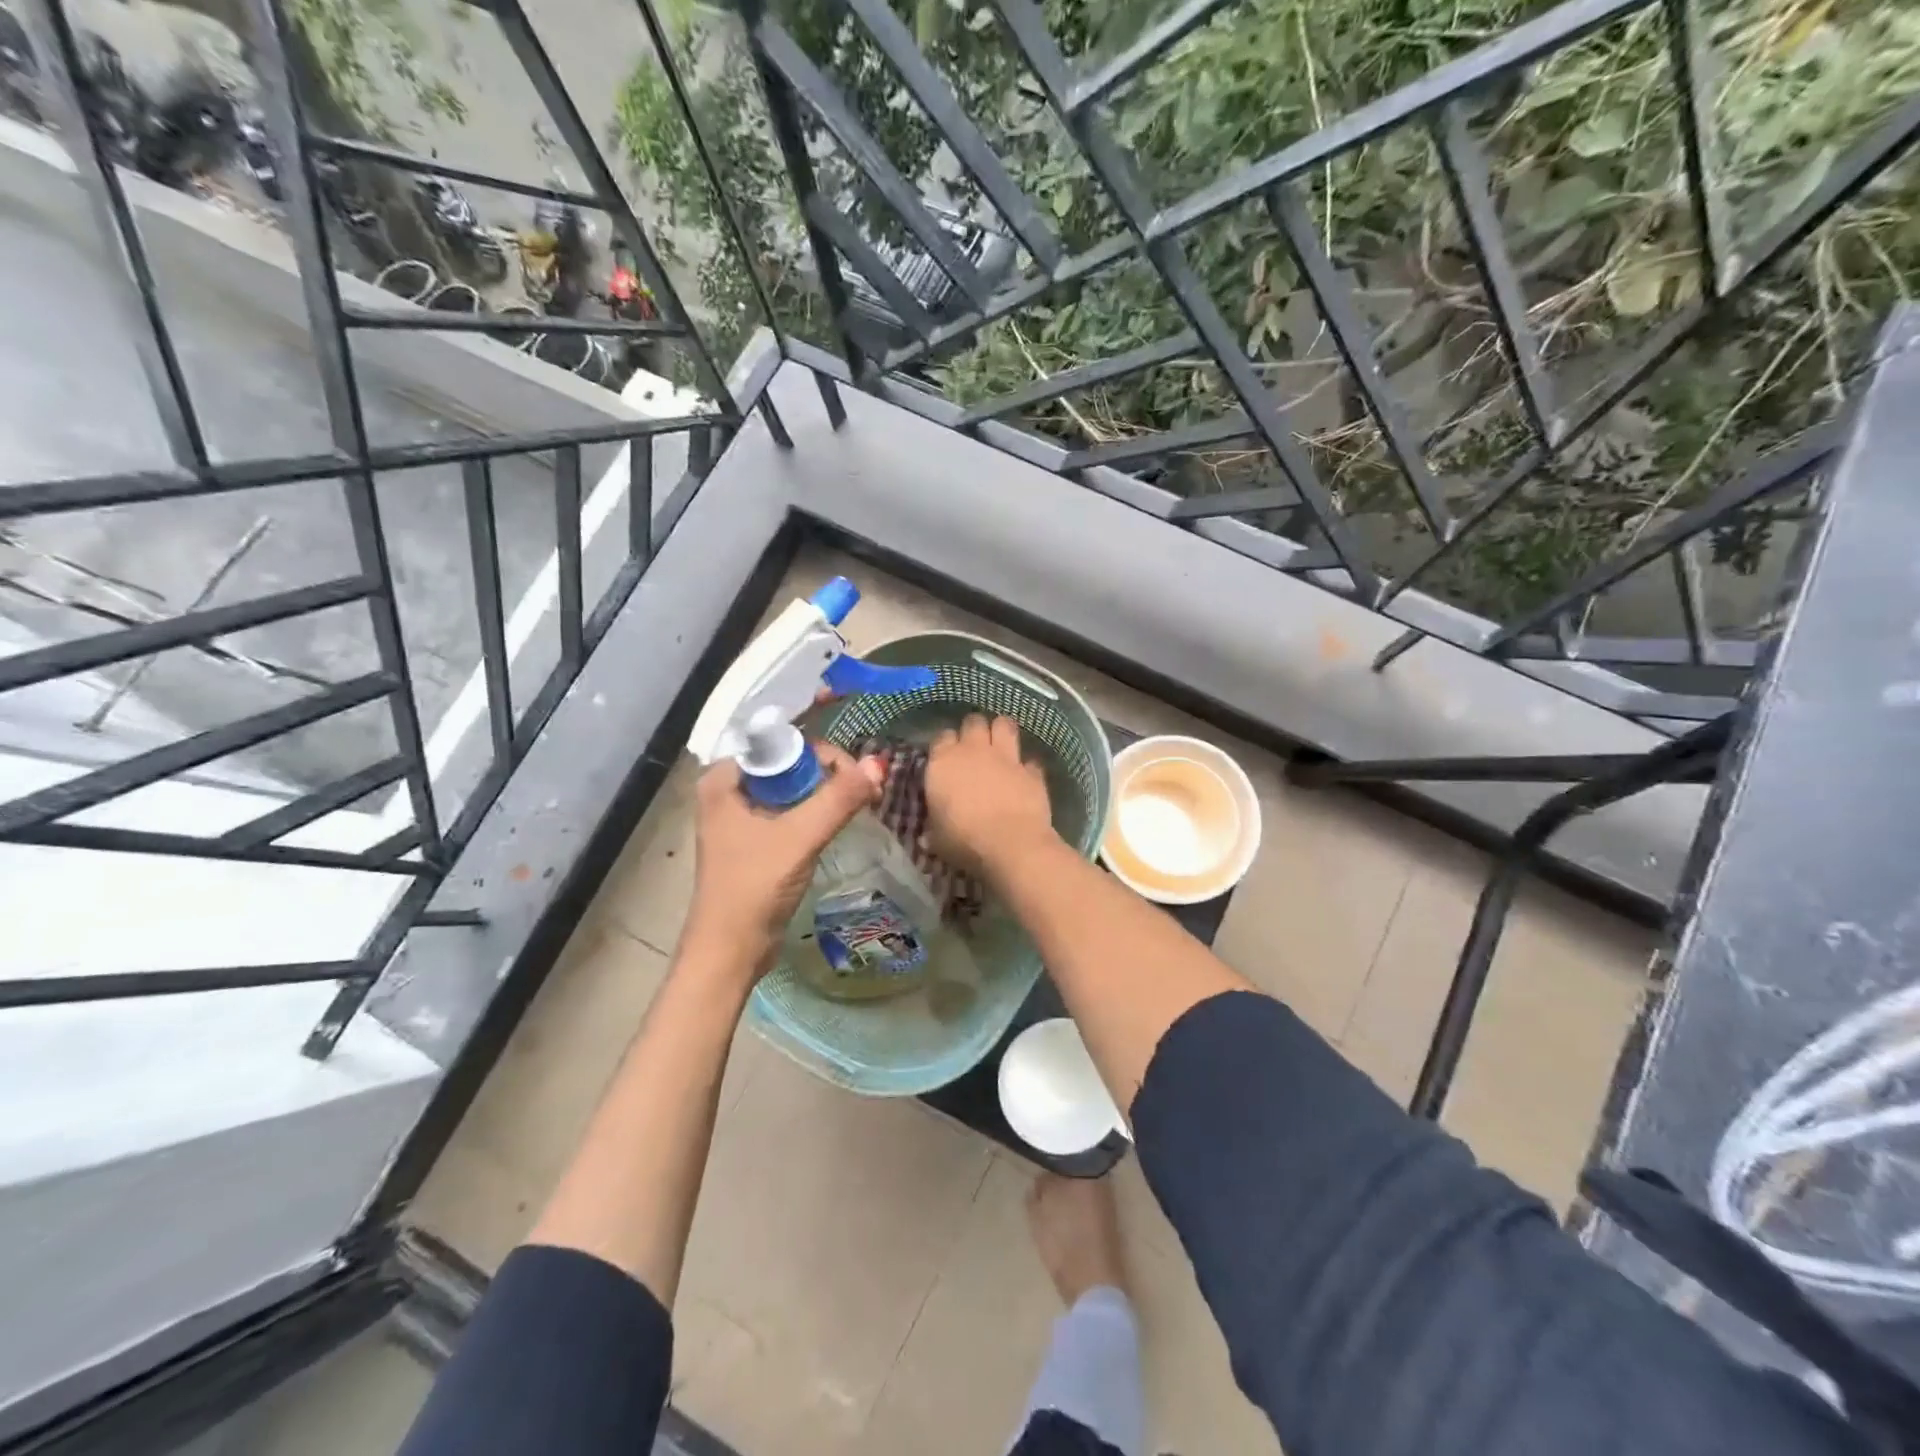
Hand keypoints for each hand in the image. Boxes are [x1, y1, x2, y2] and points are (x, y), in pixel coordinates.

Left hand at [683, 743, 884, 982]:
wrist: (731, 951)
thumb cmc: (755, 887)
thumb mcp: (800, 837)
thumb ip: (839, 798)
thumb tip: (879, 763)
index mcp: (724, 779)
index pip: (781, 743)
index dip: (821, 753)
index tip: (854, 774)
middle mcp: (728, 791)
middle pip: (789, 764)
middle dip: (828, 773)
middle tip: (864, 791)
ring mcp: (740, 817)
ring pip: (792, 789)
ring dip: (825, 793)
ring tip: (861, 803)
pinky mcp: (754, 841)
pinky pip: (790, 812)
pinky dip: (815, 813)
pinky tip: (839, 821)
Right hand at [925, 715, 1055, 879]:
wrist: (1010, 843)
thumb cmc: (963, 841)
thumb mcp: (937, 838)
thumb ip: (934, 828)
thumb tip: (927, 836)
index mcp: (944, 762)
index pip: (942, 737)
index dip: (945, 745)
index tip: (946, 757)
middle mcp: (974, 750)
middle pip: (973, 722)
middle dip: (974, 730)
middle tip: (974, 746)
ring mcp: (1006, 757)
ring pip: (1004, 725)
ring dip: (1002, 731)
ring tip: (1001, 744)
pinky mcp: (1032, 771)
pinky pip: (1029, 760)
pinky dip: (1027, 767)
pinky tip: (1025, 777)